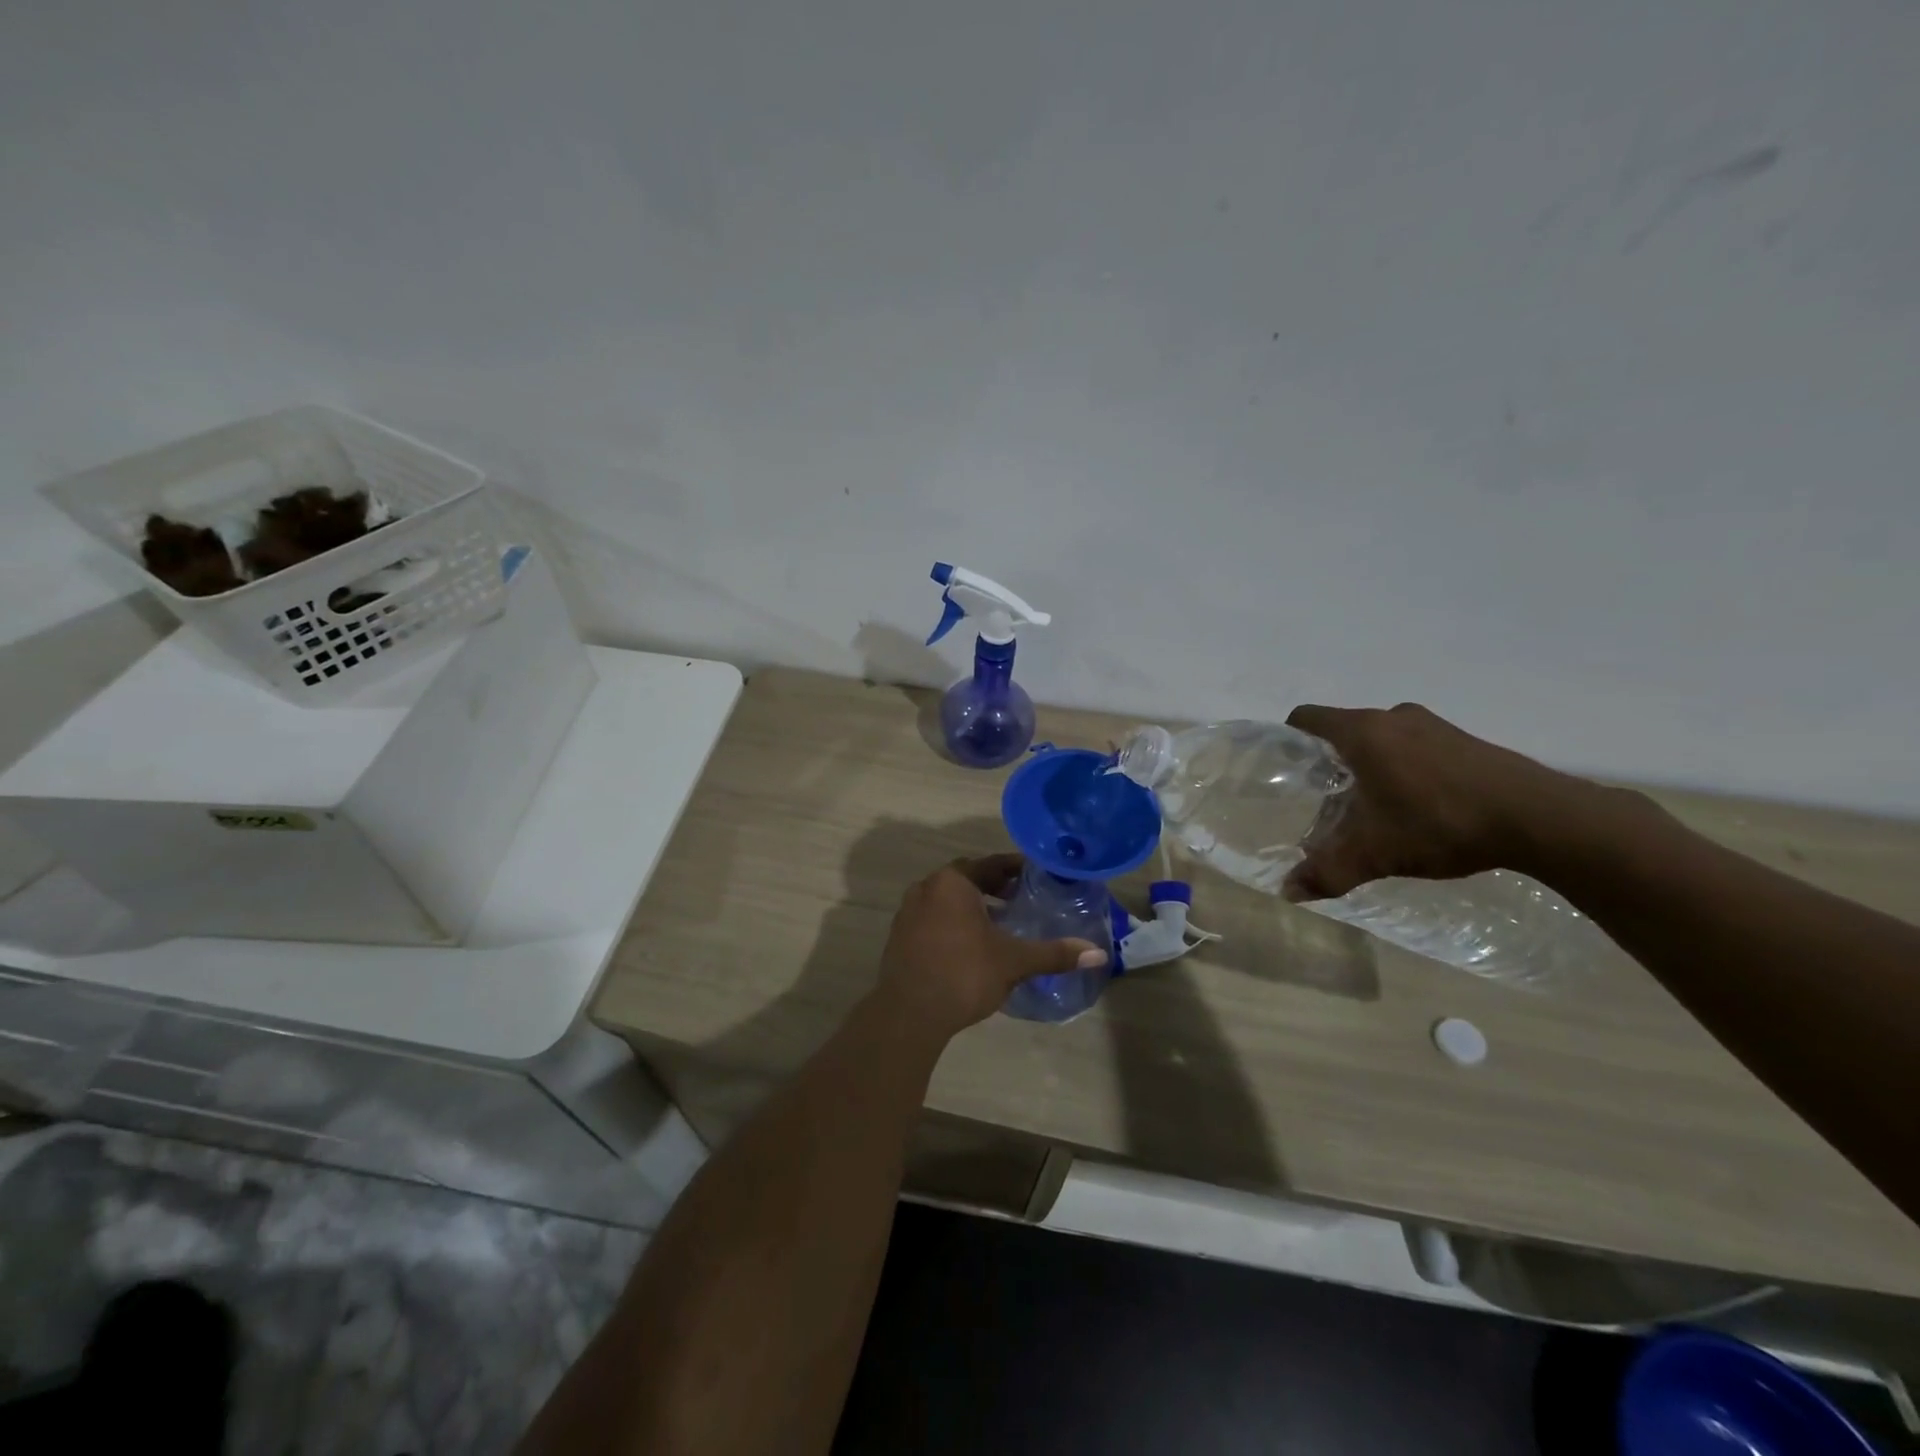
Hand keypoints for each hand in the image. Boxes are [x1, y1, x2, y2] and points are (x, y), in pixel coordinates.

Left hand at [878, 855, 1106, 1037]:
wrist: (909, 1014)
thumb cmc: (964, 974)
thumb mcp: (1013, 962)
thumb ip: (1054, 954)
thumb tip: (1097, 954)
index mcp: (953, 882)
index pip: (990, 864)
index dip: (1015, 868)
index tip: (1035, 875)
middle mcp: (927, 887)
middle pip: (967, 878)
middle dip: (993, 885)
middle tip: (1020, 897)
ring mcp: (908, 911)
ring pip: (947, 898)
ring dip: (972, 904)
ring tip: (999, 922)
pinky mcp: (899, 936)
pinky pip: (933, 917)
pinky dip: (953, 921)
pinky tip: (970, 945)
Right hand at [1282, 702, 1589, 901]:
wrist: (1538, 817)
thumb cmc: (1439, 822)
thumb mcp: (1375, 853)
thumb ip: (1327, 871)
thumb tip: (1287, 892)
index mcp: (1363, 732)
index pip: (1307, 718)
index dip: (1288, 740)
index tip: (1287, 771)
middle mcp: (1393, 718)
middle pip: (1343, 731)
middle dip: (1330, 763)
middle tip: (1326, 801)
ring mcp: (1433, 725)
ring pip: (1382, 739)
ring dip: (1370, 766)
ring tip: (1371, 808)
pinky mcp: (1464, 740)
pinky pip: (1415, 747)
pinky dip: (1404, 769)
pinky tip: (1416, 807)